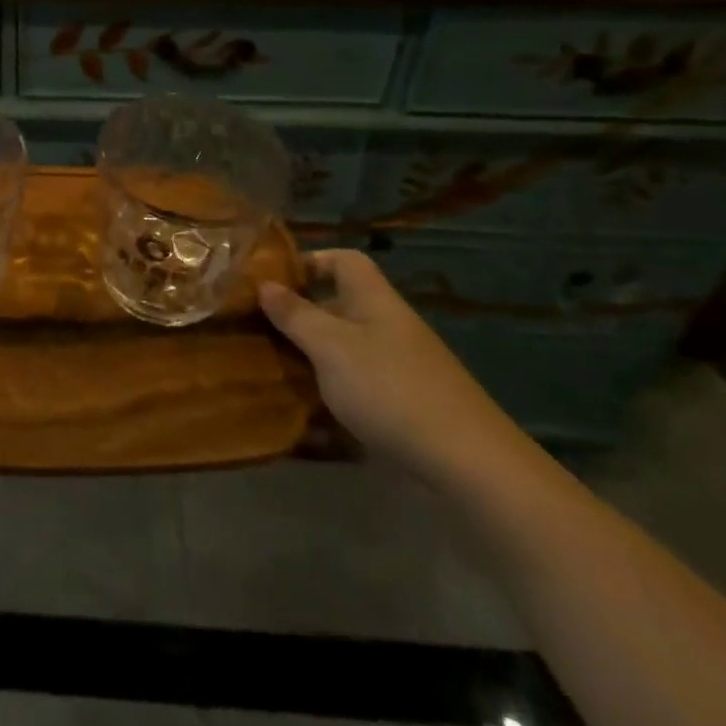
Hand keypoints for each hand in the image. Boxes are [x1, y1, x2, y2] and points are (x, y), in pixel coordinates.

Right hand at [260, 250, 532, 487]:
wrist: (468, 464)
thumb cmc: (390, 389)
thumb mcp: (330, 347)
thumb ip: (295, 315)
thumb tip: (265, 284)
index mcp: (374, 301)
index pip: (344, 261)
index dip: (309, 261)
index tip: (271, 280)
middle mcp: (387, 328)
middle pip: (339, 307)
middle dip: (299, 317)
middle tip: (257, 330)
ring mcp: (398, 369)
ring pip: (343, 351)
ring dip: (309, 359)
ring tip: (270, 372)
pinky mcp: (402, 407)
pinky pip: (356, 390)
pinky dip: (329, 397)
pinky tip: (303, 418)